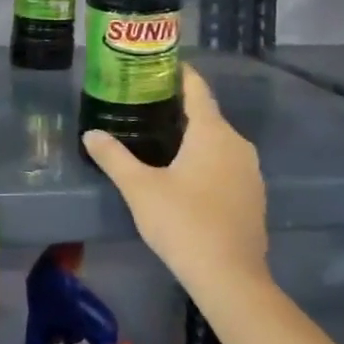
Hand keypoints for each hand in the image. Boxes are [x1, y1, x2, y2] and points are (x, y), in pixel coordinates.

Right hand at [82, 64, 270, 305]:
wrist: (230, 278)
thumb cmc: (183, 222)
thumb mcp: (139, 188)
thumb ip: (113, 157)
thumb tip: (90, 134)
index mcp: (212, 132)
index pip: (197, 89)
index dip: (179, 74)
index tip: (158, 65)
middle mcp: (237, 144)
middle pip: (207, 115)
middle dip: (179, 108)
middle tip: (146, 105)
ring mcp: (250, 172)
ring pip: (218, 142)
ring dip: (194, 137)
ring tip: (160, 138)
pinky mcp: (253, 197)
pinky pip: (227, 165)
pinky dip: (207, 161)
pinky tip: (185, 176)